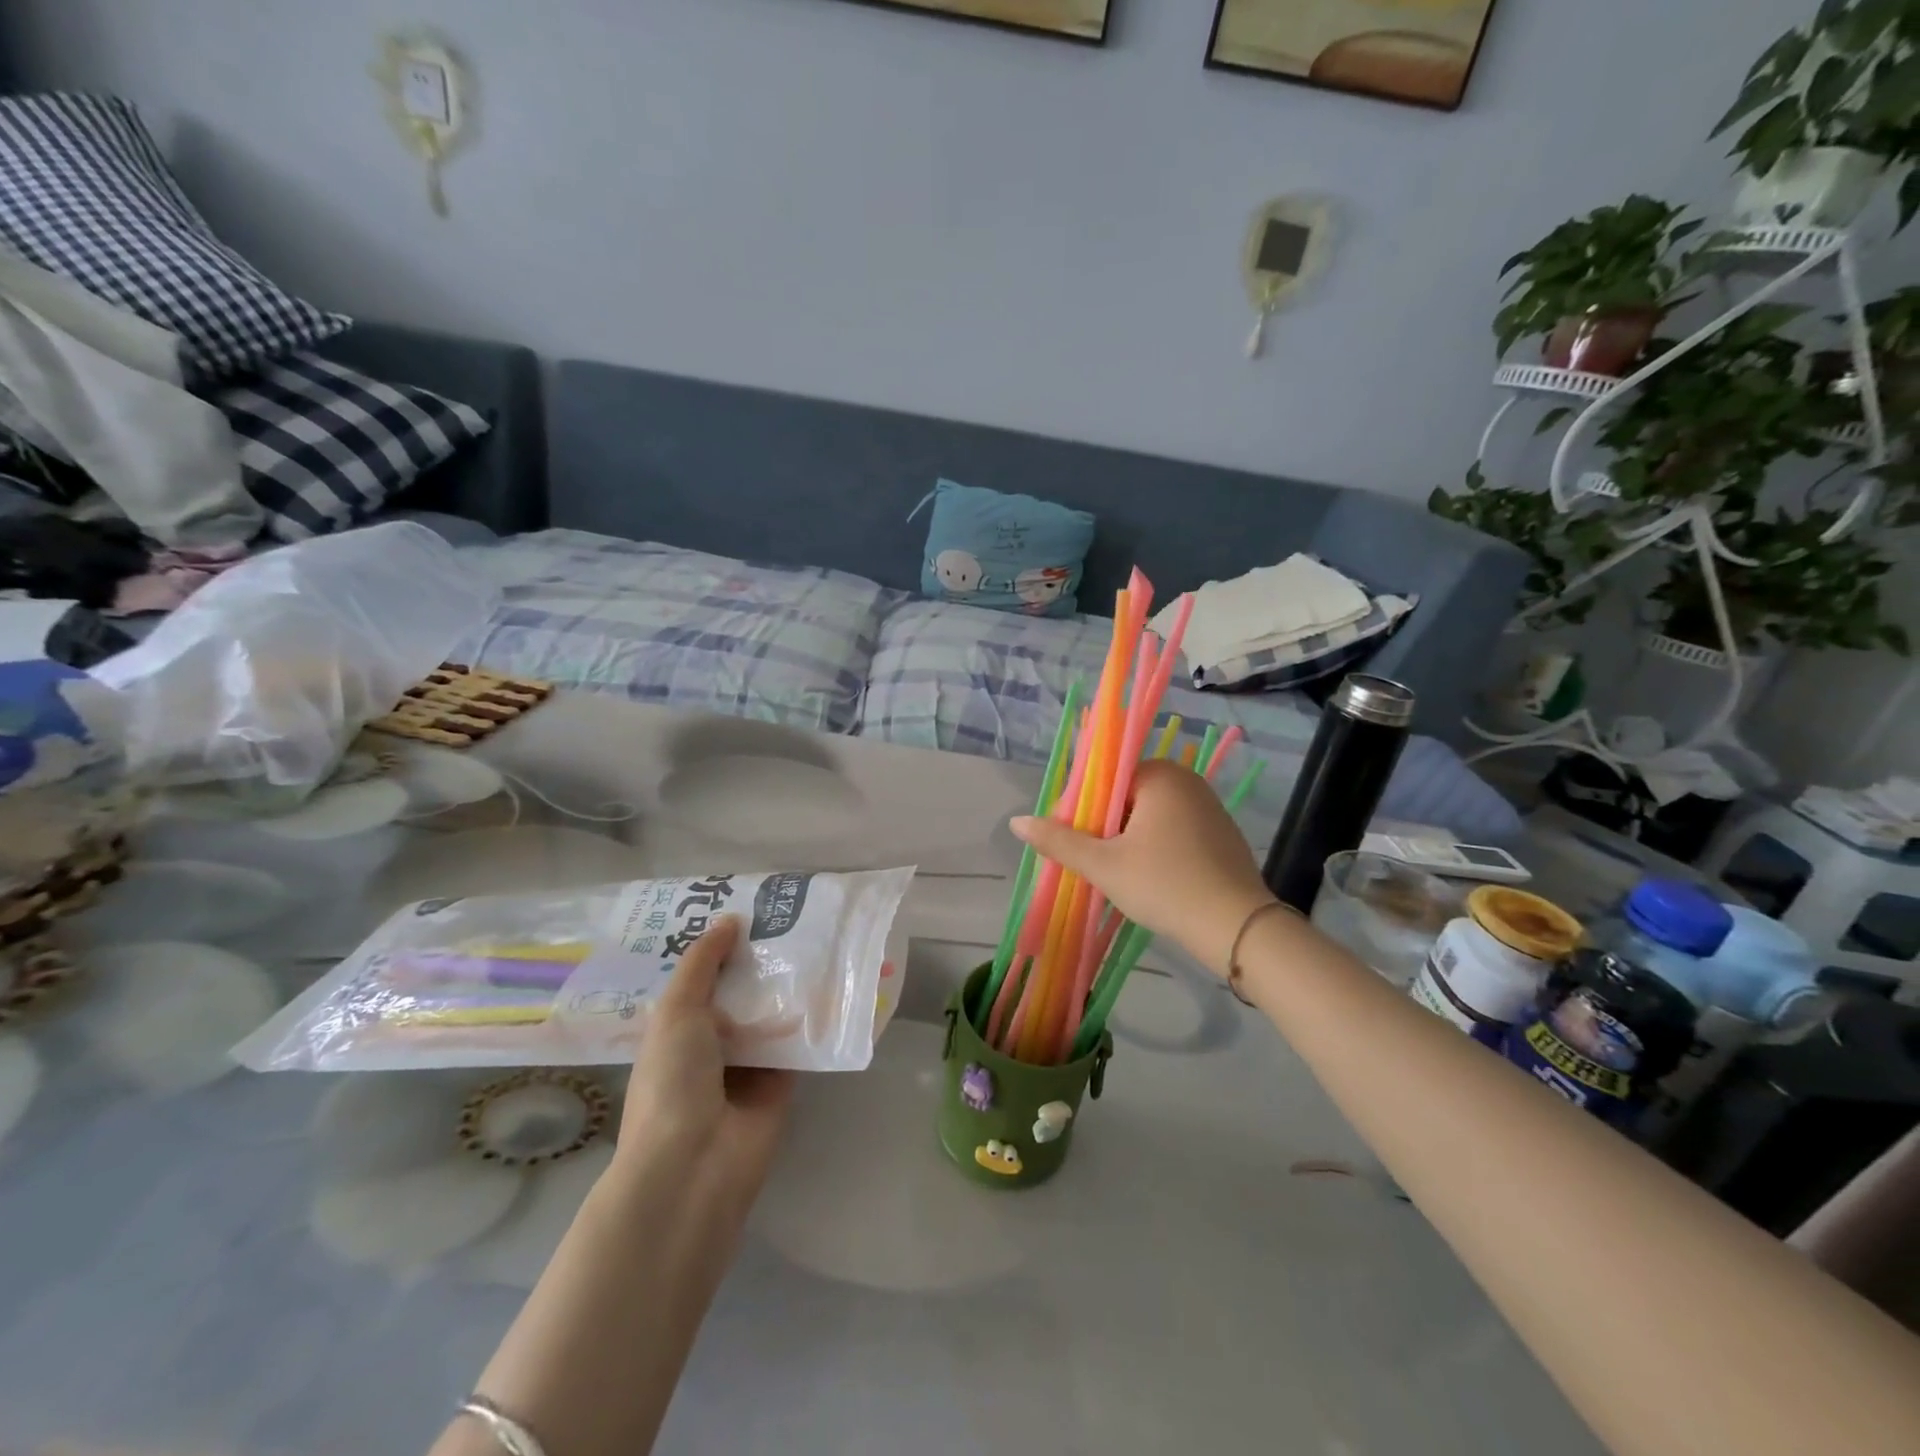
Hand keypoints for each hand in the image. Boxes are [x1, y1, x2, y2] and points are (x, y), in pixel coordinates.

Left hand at [615, 916, 794, 1206]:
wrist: (696, 1163)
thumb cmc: (673, 1081)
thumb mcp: (676, 1012)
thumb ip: (702, 964)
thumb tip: (730, 920)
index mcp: (677, 1028)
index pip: (702, 977)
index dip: (721, 946)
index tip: (748, 908)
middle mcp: (712, 1042)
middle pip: (740, 992)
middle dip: (760, 960)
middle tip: (791, 915)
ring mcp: (749, 1063)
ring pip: (772, 1013)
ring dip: (789, 984)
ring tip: (818, 935)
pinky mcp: (782, 1080)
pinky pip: (799, 1040)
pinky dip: (812, 1016)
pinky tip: (834, 978)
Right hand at [1011, 760, 1275, 977]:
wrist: (1237, 928)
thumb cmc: (1165, 885)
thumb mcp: (1104, 865)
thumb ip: (1059, 841)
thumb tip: (1016, 821)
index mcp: (1160, 775)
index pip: (1104, 780)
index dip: (1082, 810)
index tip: (1072, 841)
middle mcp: (1187, 781)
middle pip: (1126, 797)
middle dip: (1105, 827)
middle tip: (1093, 863)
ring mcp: (1209, 807)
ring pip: (1149, 816)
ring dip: (1128, 840)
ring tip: (1117, 874)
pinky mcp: (1221, 834)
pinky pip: (1174, 831)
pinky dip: (1156, 848)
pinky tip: (1150, 878)